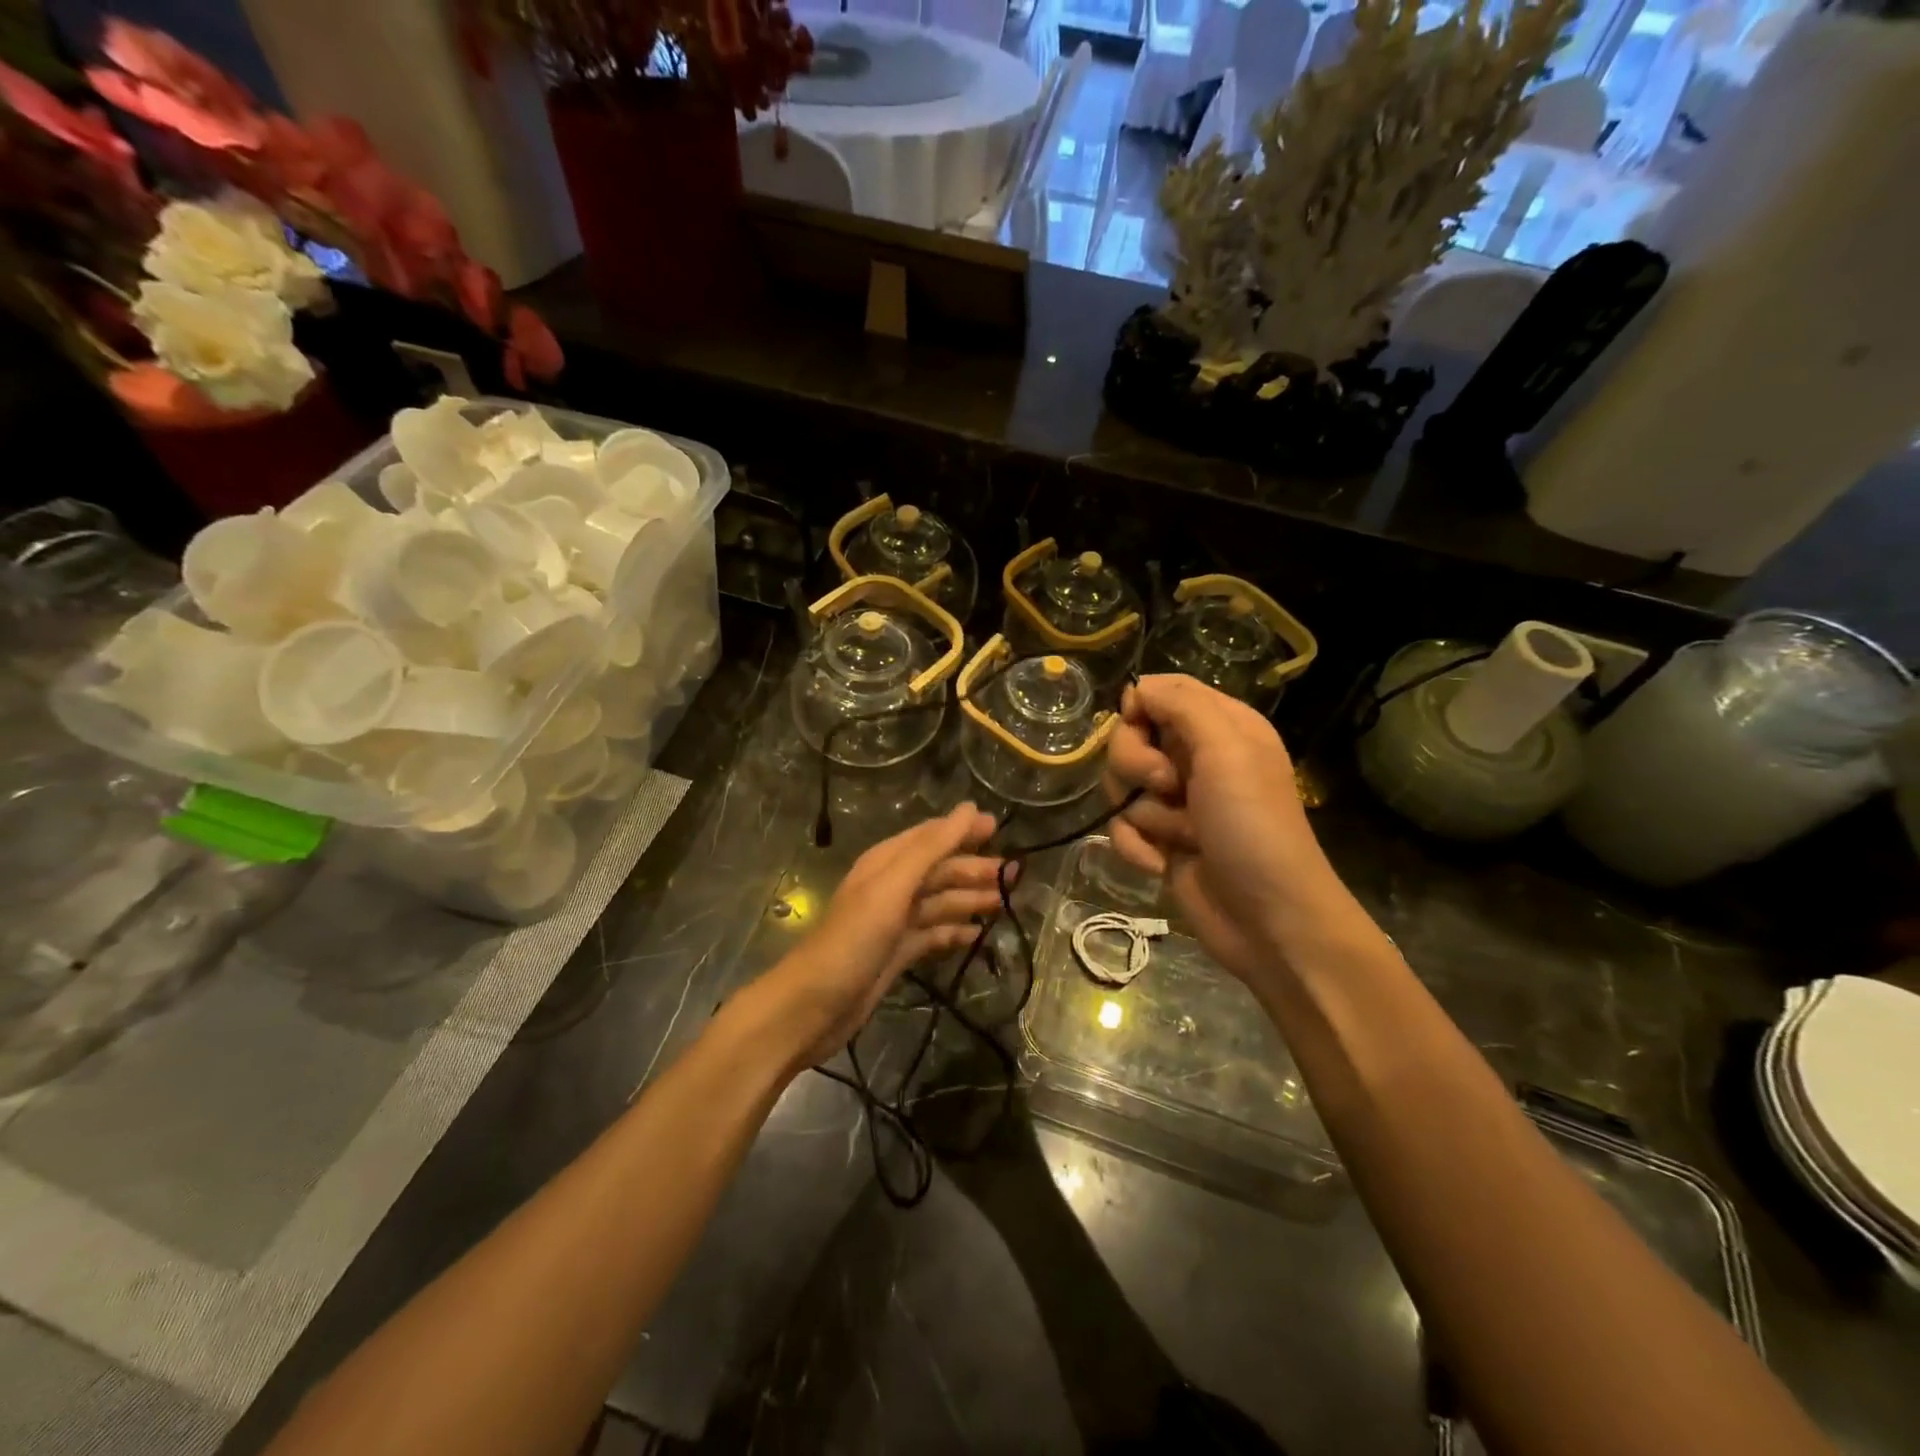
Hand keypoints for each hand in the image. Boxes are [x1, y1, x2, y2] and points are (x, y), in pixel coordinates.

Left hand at [752, 804, 1007, 1069]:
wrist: (812, 1006)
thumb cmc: (853, 940)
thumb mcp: (892, 887)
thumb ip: (931, 848)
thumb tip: (970, 808)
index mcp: (885, 864)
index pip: (930, 837)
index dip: (962, 830)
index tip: (1000, 827)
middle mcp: (890, 888)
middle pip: (938, 870)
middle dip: (974, 869)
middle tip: (1014, 875)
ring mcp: (893, 923)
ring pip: (939, 903)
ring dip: (969, 900)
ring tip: (1005, 904)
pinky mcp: (896, 955)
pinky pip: (933, 935)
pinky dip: (955, 933)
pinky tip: (978, 937)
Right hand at [1101, 675, 1355, 985]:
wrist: (1269, 919)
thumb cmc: (1254, 826)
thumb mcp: (1228, 749)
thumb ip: (1181, 704)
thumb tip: (1136, 688)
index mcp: (1220, 727)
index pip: (1161, 692)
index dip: (1139, 707)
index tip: (1138, 727)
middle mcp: (1196, 759)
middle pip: (1130, 737)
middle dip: (1136, 764)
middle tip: (1167, 785)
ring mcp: (1176, 802)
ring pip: (1120, 784)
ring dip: (1143, 813)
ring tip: (1178, 835)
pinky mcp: (1160, 840)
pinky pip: (1121, 827)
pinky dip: (1135, 846)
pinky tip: (1160, 863)